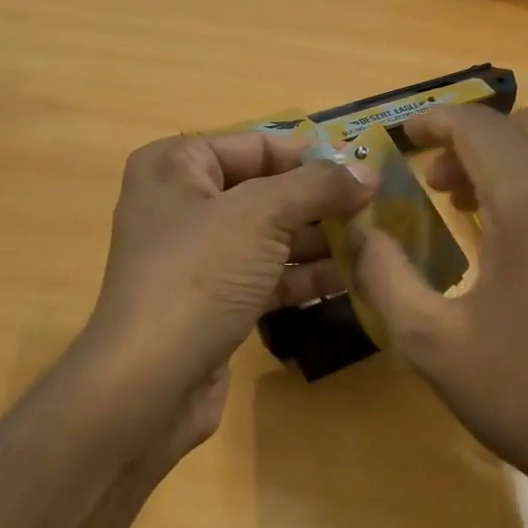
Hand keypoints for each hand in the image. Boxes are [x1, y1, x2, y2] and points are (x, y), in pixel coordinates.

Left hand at [82, 131, 369, 449]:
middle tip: (377, 210)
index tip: (365, 169)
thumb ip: (317, 186)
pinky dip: (303, 276)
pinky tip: (350, 280)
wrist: (150, 382)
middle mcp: (181, 205)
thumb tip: (367, 172)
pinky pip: (265, 276)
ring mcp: (196, 257)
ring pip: (269, 237)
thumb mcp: (261, 215)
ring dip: (319, 240)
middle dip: (320, 201)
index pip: (255, 145)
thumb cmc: (200, 276)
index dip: (311, 155)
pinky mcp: (212, 302)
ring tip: (375, 244)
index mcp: (175, 166)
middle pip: (265, 191)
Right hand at [351, 106, 527, 527]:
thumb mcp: (428, 338)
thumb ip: (381, 272)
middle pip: (523, 125)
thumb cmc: (521, 392)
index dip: (432, 122)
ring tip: (464, 207)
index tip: (399, 140)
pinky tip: (509, 237)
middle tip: (432, 181)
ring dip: (505, 160)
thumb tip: (359, 229)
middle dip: (470, 139)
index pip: (478, 126)